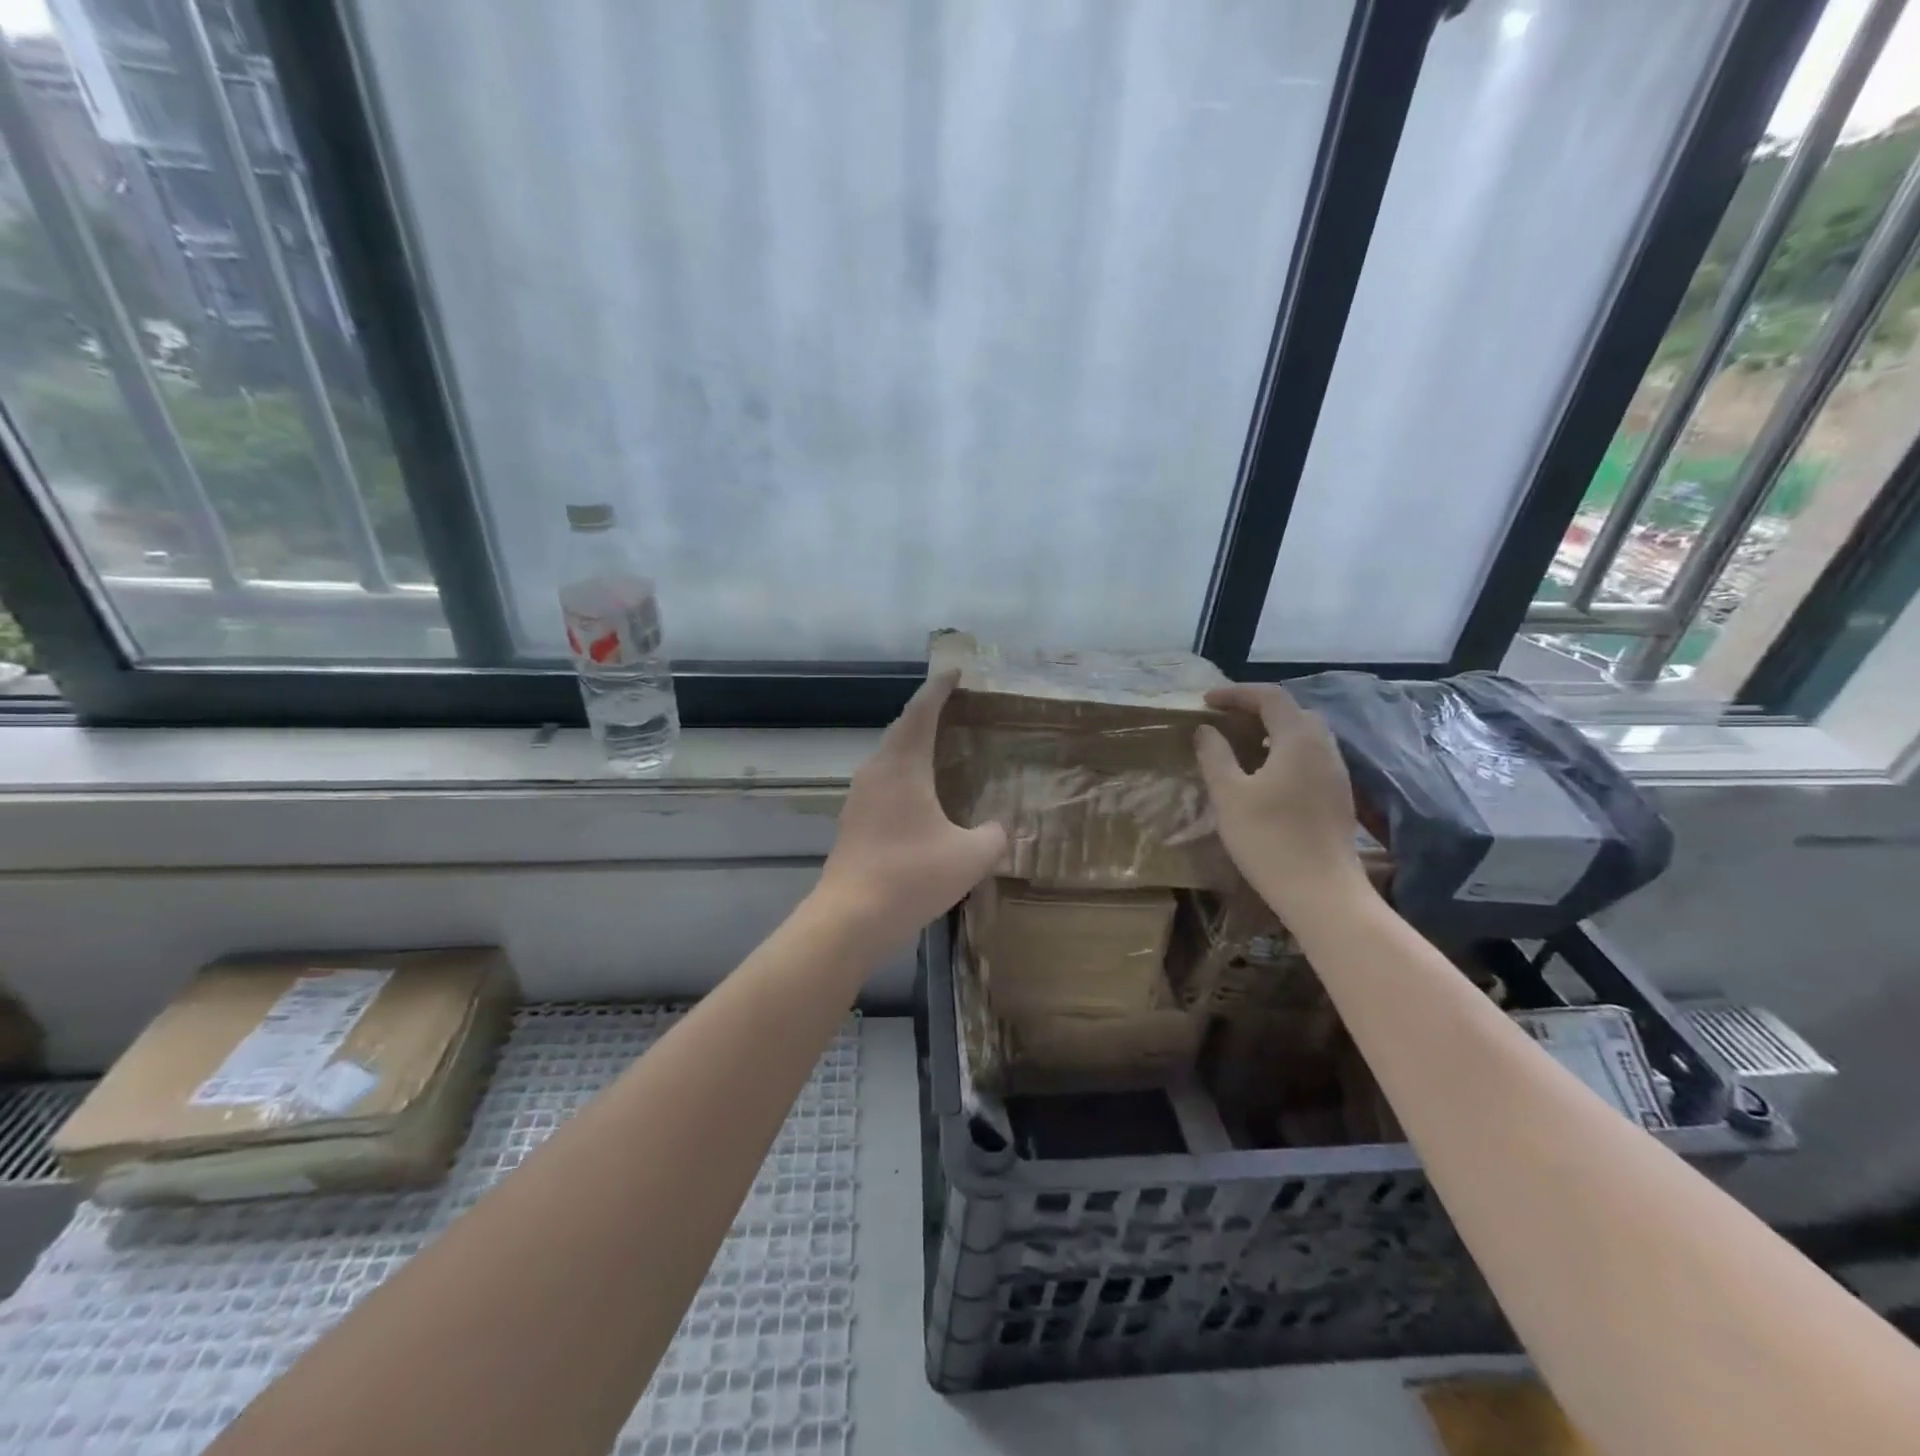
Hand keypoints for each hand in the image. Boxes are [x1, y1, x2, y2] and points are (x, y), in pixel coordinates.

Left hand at [814, 672, 1007, 950]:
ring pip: (889, 757)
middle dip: (926, 714)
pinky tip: (920, 796)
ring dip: (913, 746)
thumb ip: (993, 835)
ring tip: (940, 748)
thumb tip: (998, 827)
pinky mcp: (853, 821)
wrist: (850, 918)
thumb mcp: (970, 857)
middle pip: (901, 729)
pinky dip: (904, 774)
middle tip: (954, 707)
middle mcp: (876, 771)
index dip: (939, 688)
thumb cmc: (912, 876)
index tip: (954, 671)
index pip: (921, 712)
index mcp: (903, 766)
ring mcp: (859, 797)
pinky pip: (883, 782)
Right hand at [1194, 683, 1366, 917]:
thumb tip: (1206, 730)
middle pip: (1293, 711)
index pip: (1270, 697)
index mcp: (1299, 739)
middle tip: (1226, 720)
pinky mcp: (1339, 797)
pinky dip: (1286, 753)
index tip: (1206, 702)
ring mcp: (1337, 773)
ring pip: (1306, 736)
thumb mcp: (1229, 795)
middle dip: (1258, 708)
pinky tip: (1266, 777)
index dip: (1236, 693)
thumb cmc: (1269, 838)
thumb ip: (1215, 755)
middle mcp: (1324, 748)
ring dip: (1273, 732)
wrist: (1321, 892)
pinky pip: (1312, 758)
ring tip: (1242, 746)